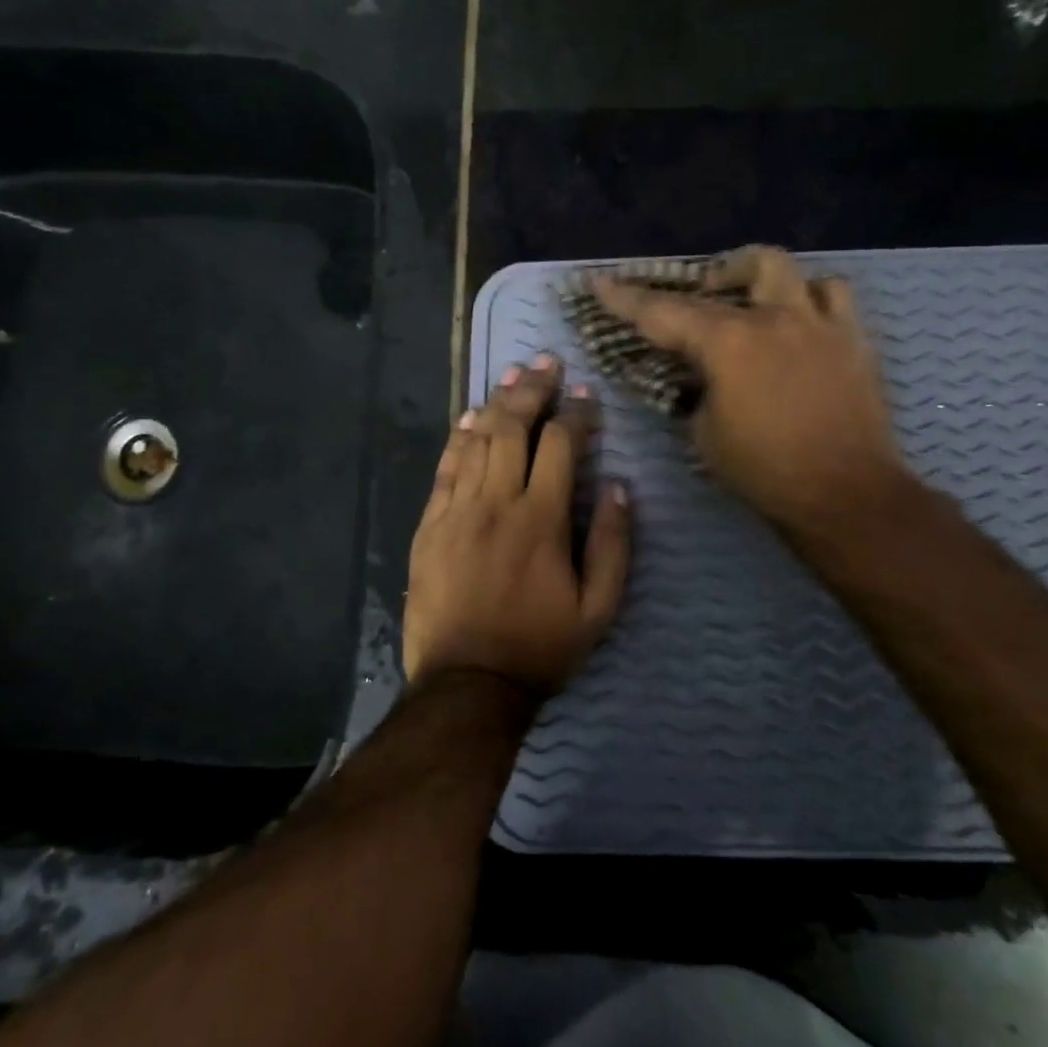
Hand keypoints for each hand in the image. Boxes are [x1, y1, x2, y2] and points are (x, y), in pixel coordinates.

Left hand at [404, 354, 631, 694]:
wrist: (468, 684)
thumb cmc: (540, 647)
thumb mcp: (598, 609)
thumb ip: (612, 545)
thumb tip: (617, 487)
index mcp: (541, 519)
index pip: (560, 446)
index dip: (575, 414)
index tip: (586, 394)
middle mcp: (496, 502)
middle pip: (513, 428)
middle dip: (532, 390)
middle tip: (545, 362)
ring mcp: (457, 511)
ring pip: (476, 440)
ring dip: (496, 404)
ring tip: (512, 377)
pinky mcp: (430, 525)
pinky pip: (444, 469)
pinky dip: (458, 439)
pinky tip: (468, 418)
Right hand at [594, 246, 911, 540]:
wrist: (844, 495)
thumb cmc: (765, 471)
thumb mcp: (704, 434)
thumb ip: (695, 393)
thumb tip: (698, 377)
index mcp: (728, 343)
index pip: (664, 312)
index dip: (626, 298)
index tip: (601, 282)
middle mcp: (774, 319)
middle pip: (734, 271)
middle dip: (705, 277)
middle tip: (697, 293)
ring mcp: (819, 323)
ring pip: (788, 269)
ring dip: (760, 276)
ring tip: (752, 299)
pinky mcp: (853, 339)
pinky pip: (834, 295)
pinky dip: (810, 297)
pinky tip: (800, 320)